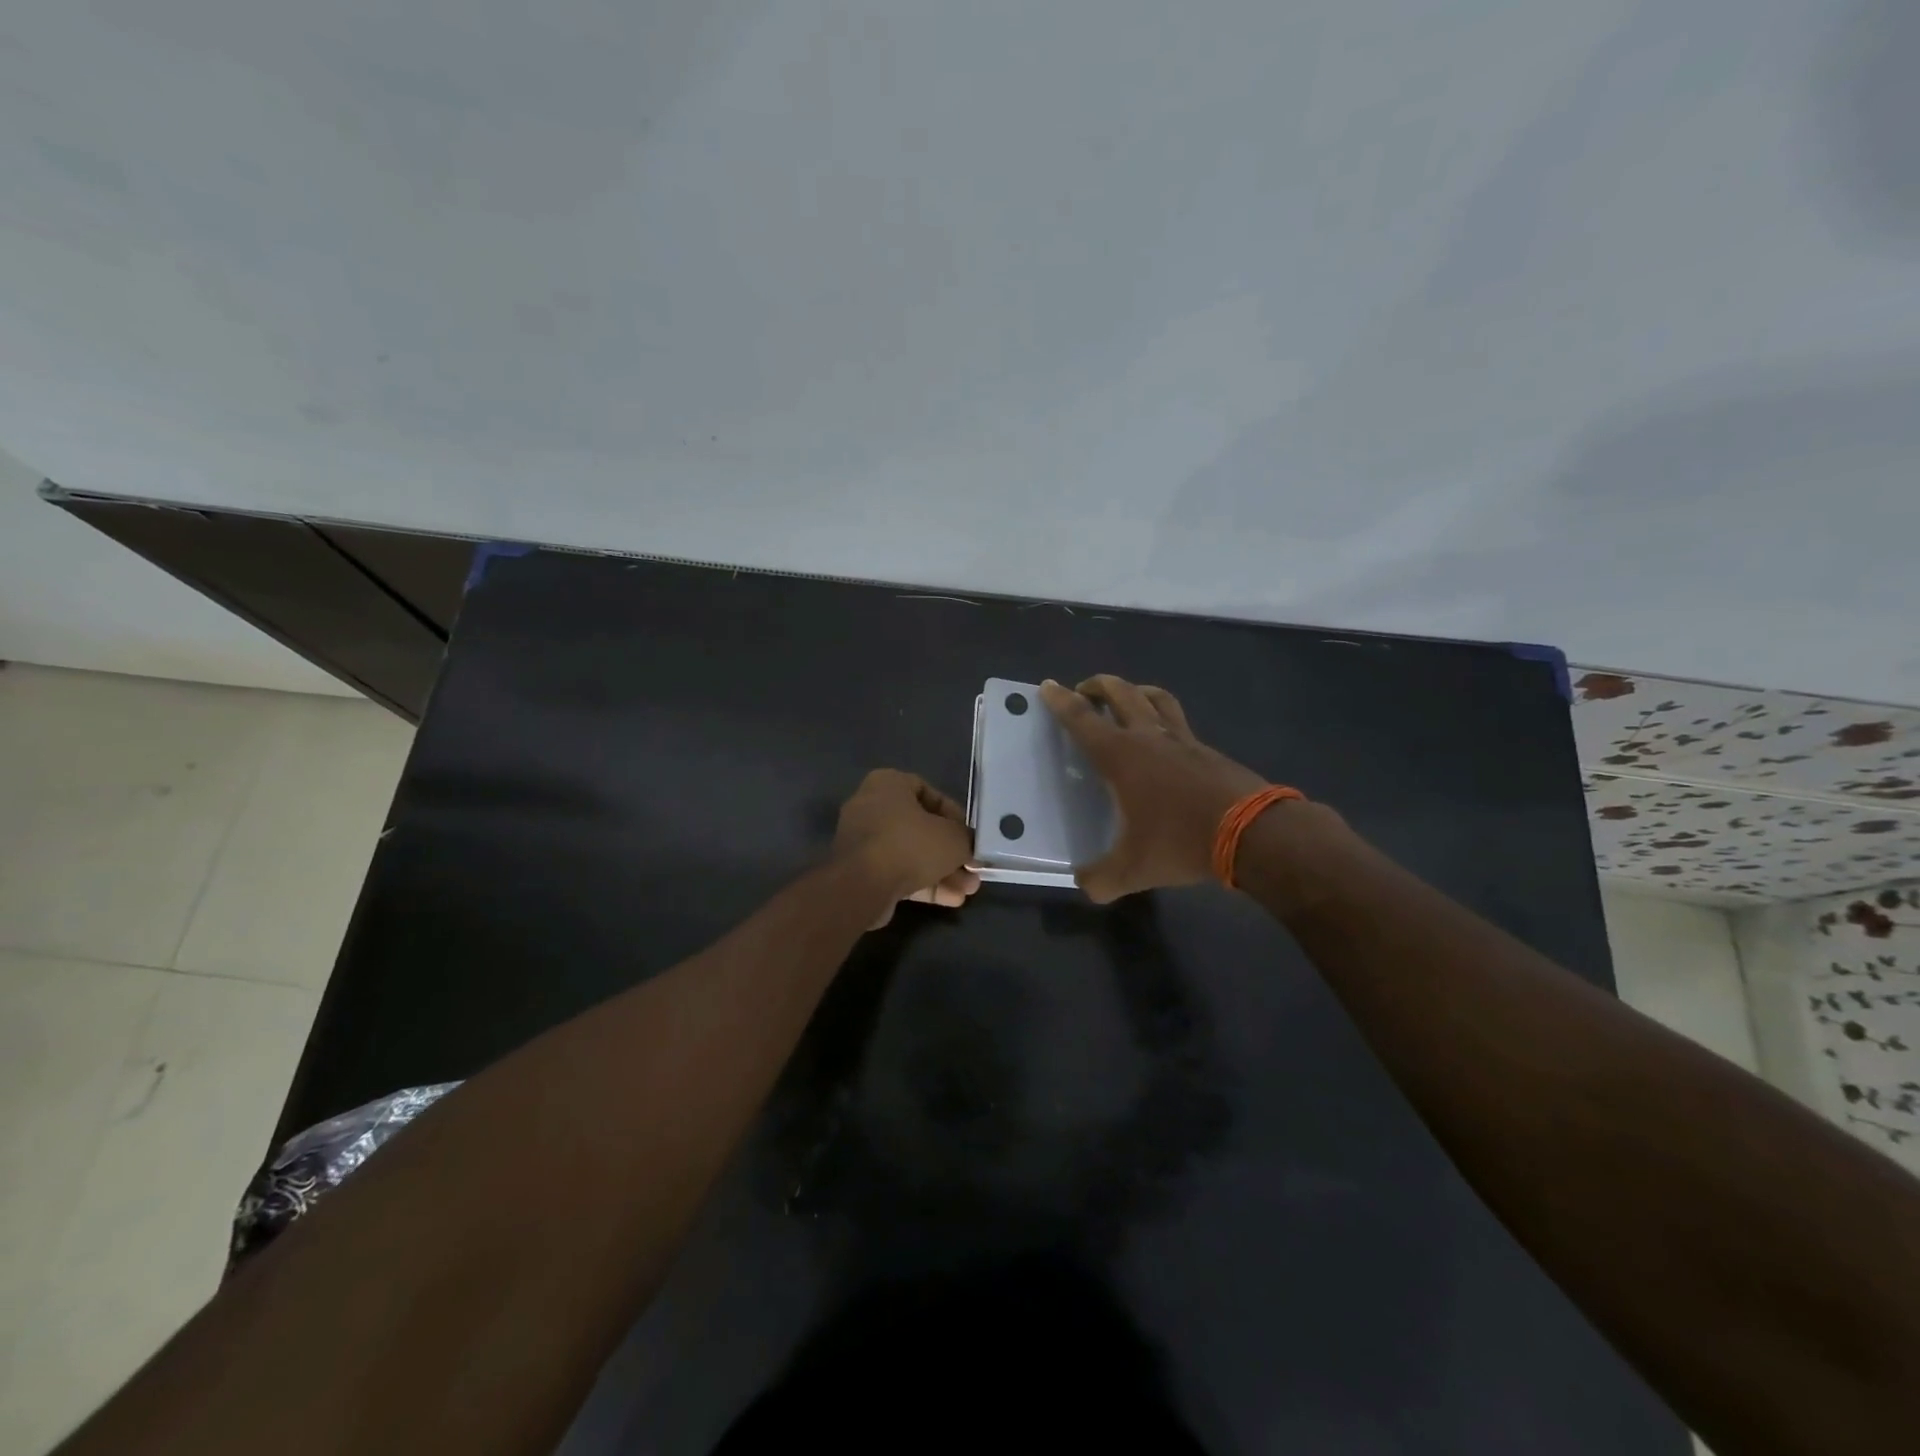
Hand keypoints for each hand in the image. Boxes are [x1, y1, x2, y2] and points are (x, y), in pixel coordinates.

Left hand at [832, 769, 980, 924]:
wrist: (861, 887)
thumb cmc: (910, 845)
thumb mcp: (953, 838)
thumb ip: (966, 839)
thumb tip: (969, 848)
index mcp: (888, 784)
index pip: (928, 792)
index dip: (954, 815)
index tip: (969, 835)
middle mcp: (871, 807)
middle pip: (921, 828)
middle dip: (951, 852)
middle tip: (972, 869)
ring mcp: (863, 841)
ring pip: (911, 854)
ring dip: (942, 872)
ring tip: (969, 890)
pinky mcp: (860, 872)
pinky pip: (897, 872)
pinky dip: (923, 884)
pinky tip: (951, 900)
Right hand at [1039, 676, 1268, 902]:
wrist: (1252, 833)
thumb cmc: (1181, 842)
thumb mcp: (1133, 870)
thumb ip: (1102, 879)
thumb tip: (1085, 885)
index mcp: (1121, 757)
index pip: (1083, 720)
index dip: (1062, 701)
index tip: (1048, 685)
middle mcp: (1149, 737)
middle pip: (1121, 693)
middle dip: (1098, 686)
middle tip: (1085, 691)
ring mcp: (1183, 739)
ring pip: (1155, 697)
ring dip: (1135, 690)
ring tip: (1126, 698)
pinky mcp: (1208, 750)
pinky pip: (1179, 721)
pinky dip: (1164, 718)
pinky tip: (1165, 739)